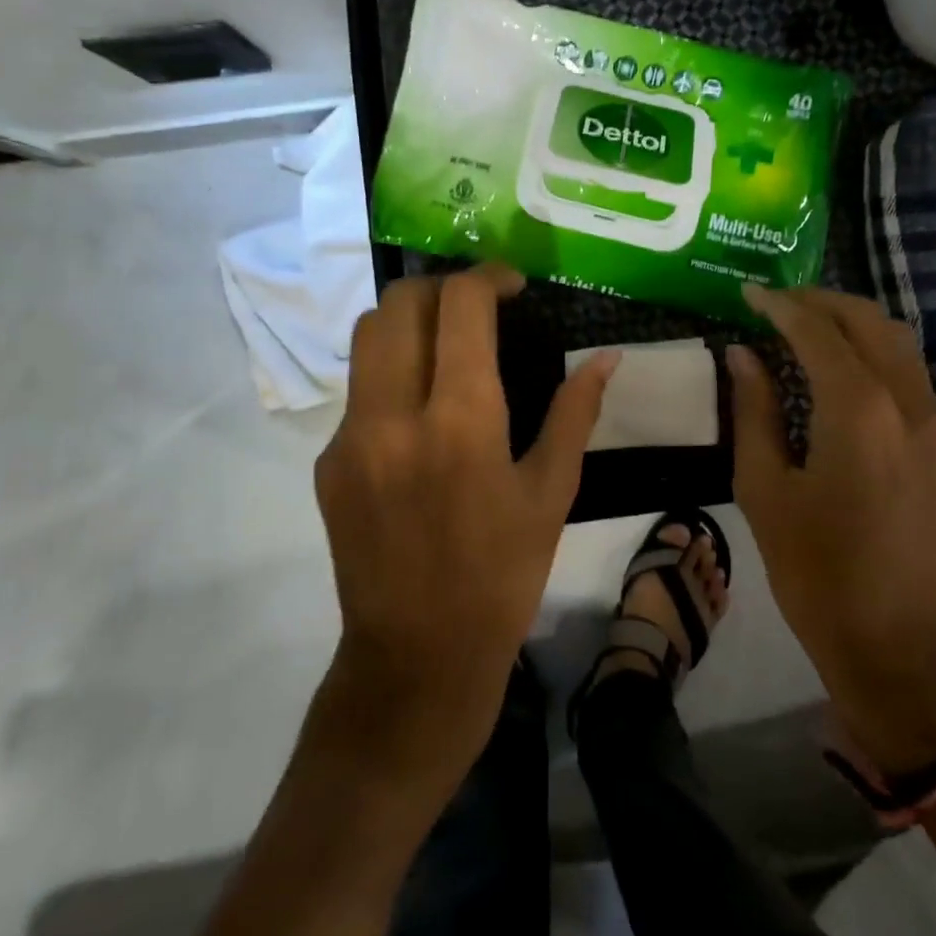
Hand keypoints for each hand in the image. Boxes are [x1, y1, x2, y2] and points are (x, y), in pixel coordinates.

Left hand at [313, 264, 615, 784]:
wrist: (417, 657)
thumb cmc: (503, 575)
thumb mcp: (553, 493)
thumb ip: (577, 413)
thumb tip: (608, 357)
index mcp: (460, 421)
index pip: (460, 306)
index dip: (488, 278)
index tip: (512, 285)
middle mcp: (393, 415)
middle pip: (398, 303)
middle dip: (441, 288)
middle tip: (477, 307)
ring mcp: (350, 438)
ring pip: (367, 337)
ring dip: (409, 321)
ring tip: (446, 343)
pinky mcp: (327, 462)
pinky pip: (359, 390)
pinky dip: (392, 374)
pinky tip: (421, 412)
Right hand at [726, 286, 935, 774]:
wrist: (899, 643)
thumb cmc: (816, 570)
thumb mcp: (765, 489)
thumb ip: (754, 412)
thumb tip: (743, 356)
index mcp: (858, 409)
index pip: (816, 330)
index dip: (779, 306)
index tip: (748, 295)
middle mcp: (906, 401)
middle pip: (867, 320)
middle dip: (820, 301)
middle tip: (776, 304)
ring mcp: (935, 423)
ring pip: (898, 341)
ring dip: (852, 321)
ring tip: (806, 326)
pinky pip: (910, 374)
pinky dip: (874, 352)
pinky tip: (842, 370)